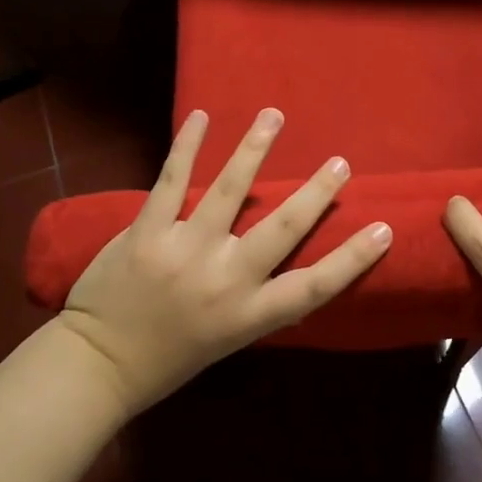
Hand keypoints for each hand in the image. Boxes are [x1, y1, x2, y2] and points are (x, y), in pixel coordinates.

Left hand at [56, 108, 392, 414]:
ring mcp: (184, 251)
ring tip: (274, 116)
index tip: (383, 227)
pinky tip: (201, 117)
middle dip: (315, 193)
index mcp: (248, 315)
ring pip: (229, 191)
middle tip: (340, 162)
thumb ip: (257, 303)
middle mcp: (223, 281)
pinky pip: (172, 180)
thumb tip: (288, 270)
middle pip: (281, 229)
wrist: (97, 366)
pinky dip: (187, 146)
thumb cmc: (168, 358)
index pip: (313, 287)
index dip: (352, 258)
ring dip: (254, 148)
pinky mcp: (148, 231)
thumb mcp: (227, 341)